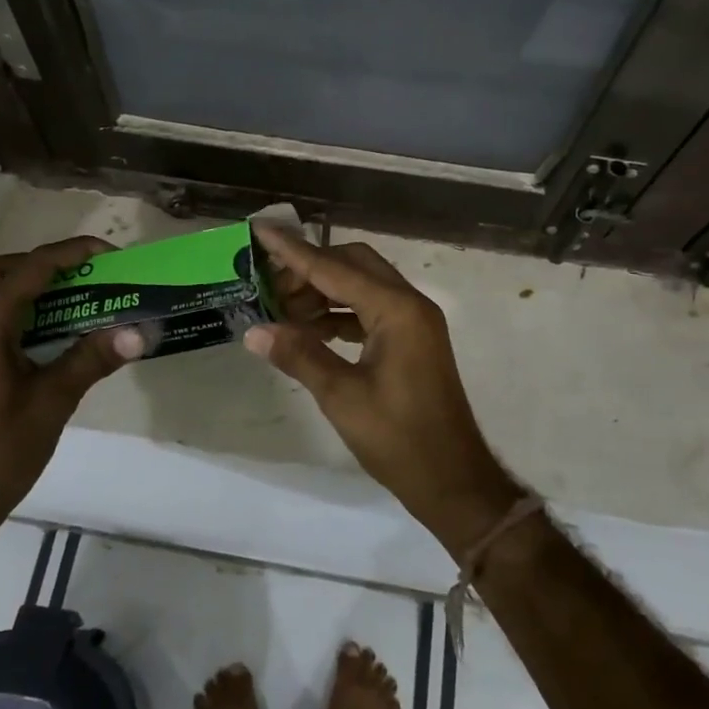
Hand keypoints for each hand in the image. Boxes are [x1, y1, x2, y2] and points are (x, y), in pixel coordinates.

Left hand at [0, 237, 143, 533]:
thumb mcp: (53, 402)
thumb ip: (92, 359)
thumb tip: (138, 332)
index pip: (29, 270)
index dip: (71, 254)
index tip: (109, 254)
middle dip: (40, 262)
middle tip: (81, 275)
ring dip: (26, 285)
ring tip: (71, 299)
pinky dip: (16, 310)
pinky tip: (46, 334)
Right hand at [245, 223, 522, 552]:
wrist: (453, 480)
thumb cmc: (399, 439)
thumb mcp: (342, 396)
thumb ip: (299, 355)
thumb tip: (254, 331)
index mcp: (396, 310)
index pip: (334, 268)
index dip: (293, 250)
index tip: (260, 228)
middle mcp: (409, 304)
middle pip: (352, 266)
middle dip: (309, 269)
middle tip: (267, 284)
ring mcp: (413, 322)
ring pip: (361, 287)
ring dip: (322, 292)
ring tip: (280, 310)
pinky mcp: (410, 341)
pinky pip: (369, 311)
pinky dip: (338, 314)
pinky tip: (308, 329)